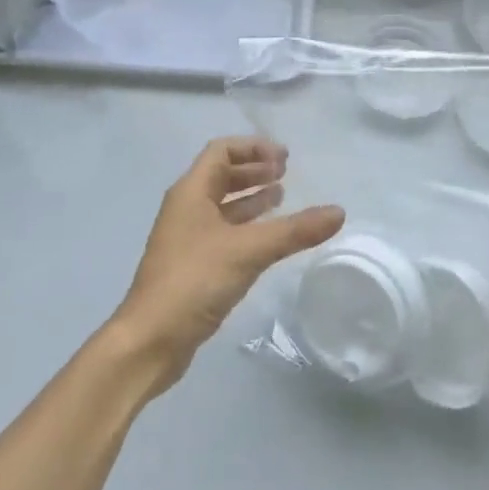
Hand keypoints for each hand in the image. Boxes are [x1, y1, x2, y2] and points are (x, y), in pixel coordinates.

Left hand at [112, 137, 344, 393]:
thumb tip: (339, 212)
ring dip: (251, 197)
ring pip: (222, 205)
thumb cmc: (194, 281)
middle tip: (286, 173)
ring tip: (282, 197)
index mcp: (191, 192)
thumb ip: (295, 230)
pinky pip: (223, 232)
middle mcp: (186, 208)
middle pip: (221, 175)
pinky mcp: (191, 265)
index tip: (284, 158)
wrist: (149, 341)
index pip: (221, 151)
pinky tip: (267, 238)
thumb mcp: (249, 250)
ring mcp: (186, 238)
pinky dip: (246, 226)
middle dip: (254, 170)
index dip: (253, 148)